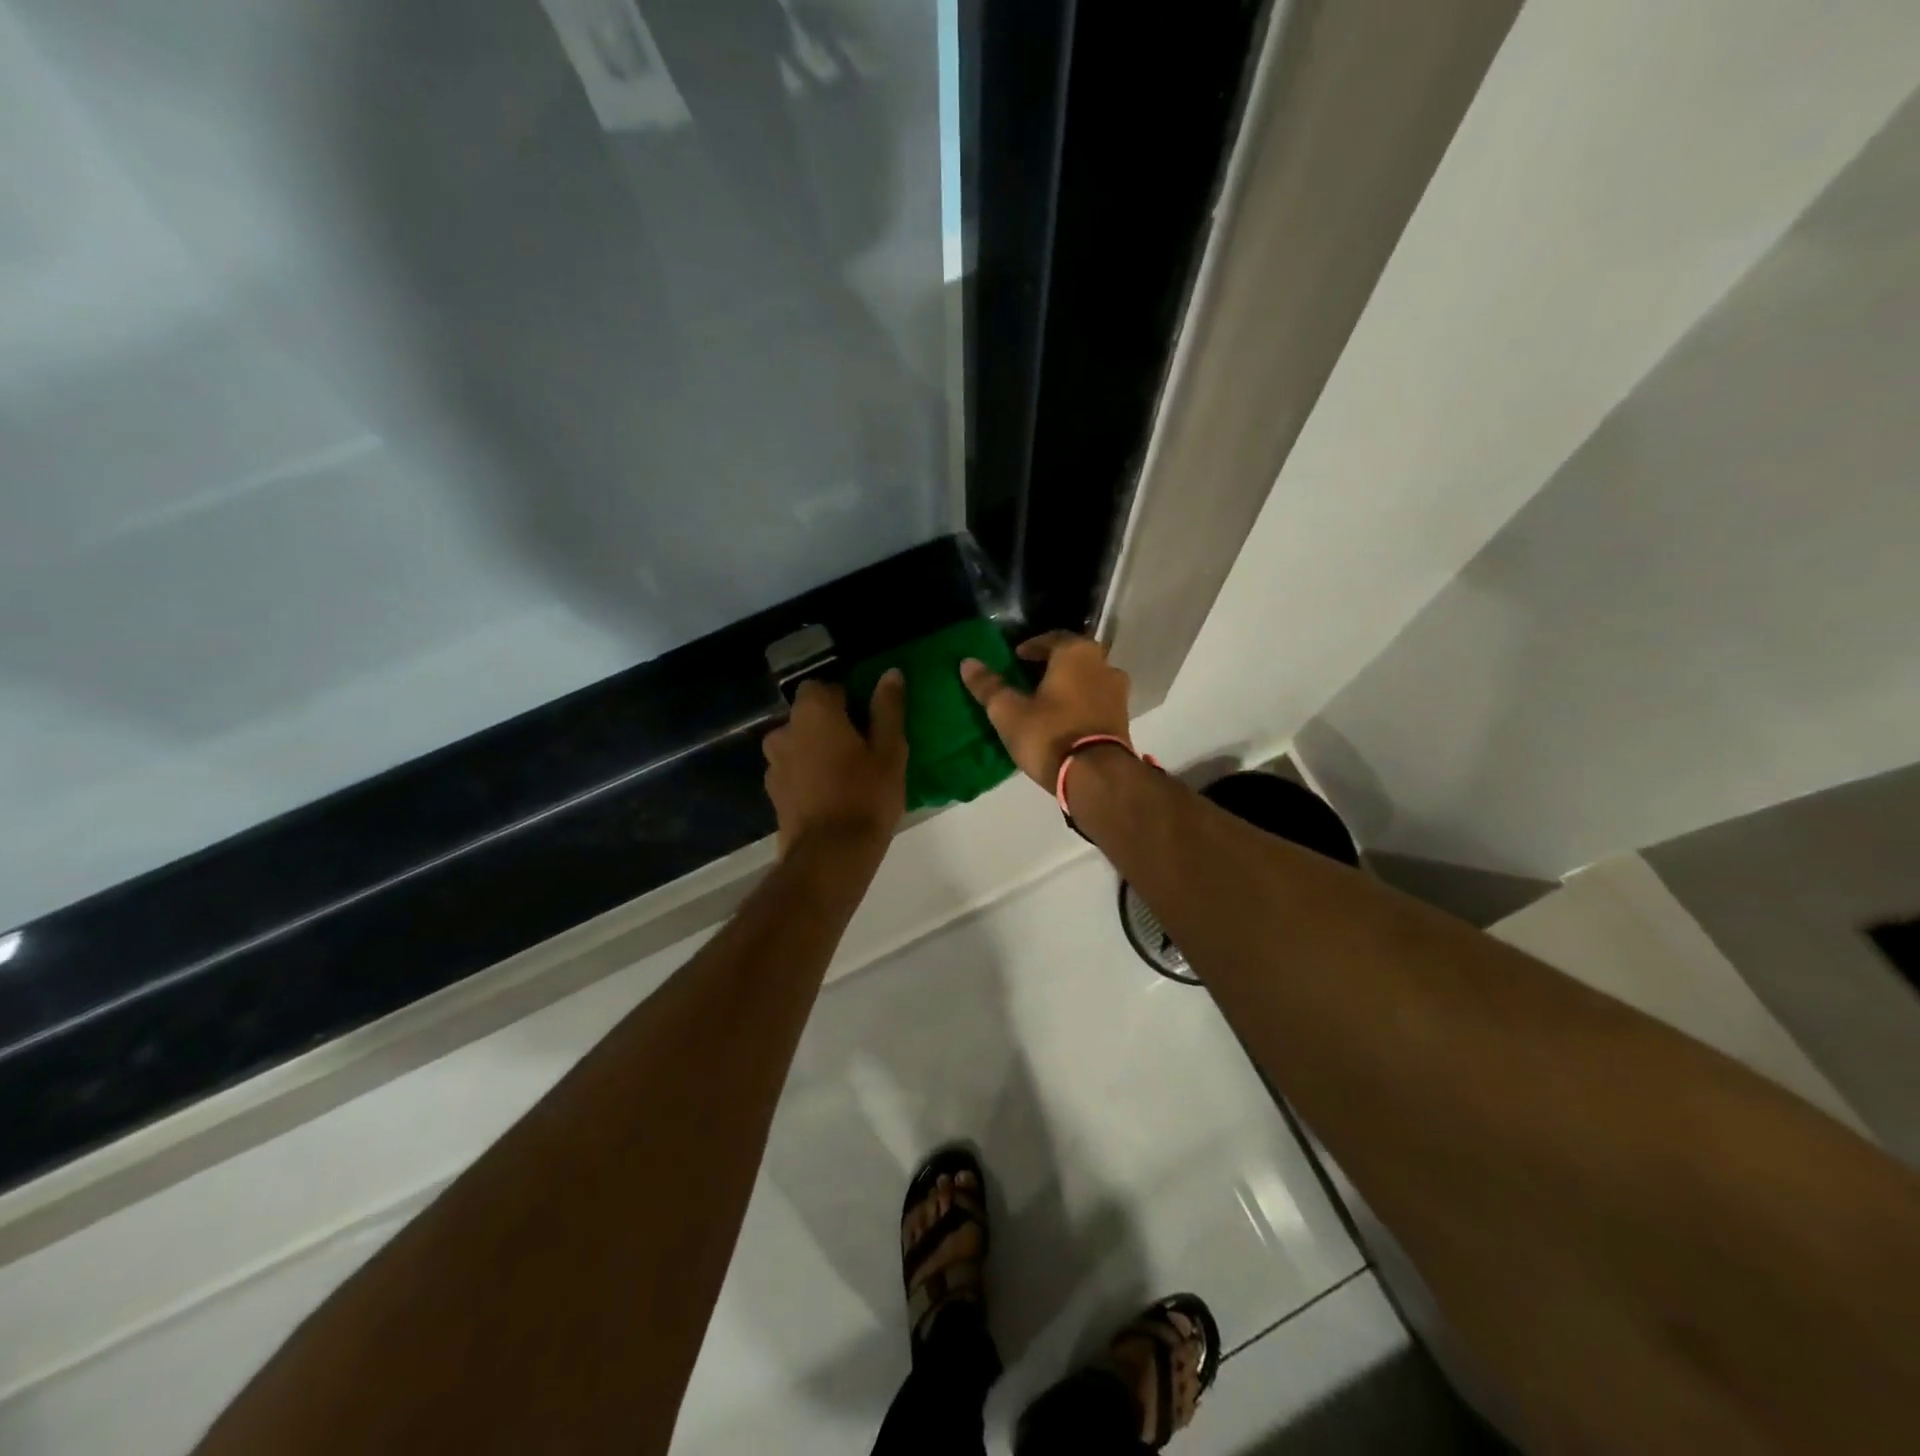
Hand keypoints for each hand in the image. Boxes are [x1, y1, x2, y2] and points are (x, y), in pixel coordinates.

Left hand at [762, 673, 907, 855]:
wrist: (829, 856)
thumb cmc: (866, 796)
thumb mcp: (890, 750)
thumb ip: (887, 708)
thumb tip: (890, 673)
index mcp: (813, 712)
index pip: (825, 687)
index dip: (848, 700)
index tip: (869, 722)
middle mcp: (784, 731)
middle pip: (809, 717)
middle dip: (832, 727)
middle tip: (863, 750)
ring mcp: (773, 764)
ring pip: (800, 745)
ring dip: (818, 752)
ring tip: (848, 777)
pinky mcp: (773, 794)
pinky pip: (794, 772)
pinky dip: (809, 776)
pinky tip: (832, 797)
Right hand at [960, 633, 1131, 788]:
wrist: (1096, 776)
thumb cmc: (1050, 734)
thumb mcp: (1009, 711)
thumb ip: (989, 685)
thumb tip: (967, 662)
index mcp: (1077, 652)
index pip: (1051, 638)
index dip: (1030, 648)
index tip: (1014, 659)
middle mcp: (1104, 664)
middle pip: (1071, 658)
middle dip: (1049, 666)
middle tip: (1026, 680)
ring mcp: (1118, 692)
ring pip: (1086, 680)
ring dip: (1067, 686)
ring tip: (1044, 702)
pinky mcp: (1123, 718)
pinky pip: (1096, 701)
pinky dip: (1080, 704)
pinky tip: (1063, 720)